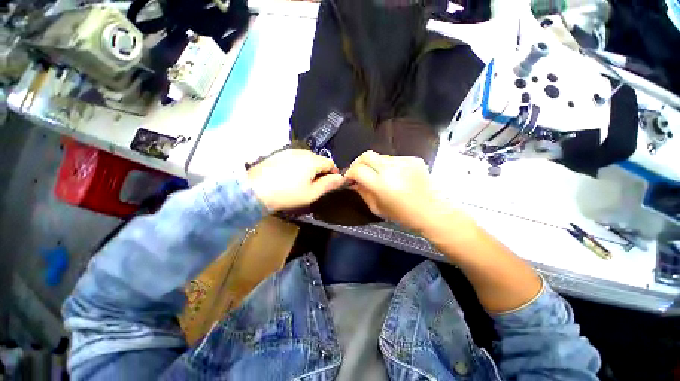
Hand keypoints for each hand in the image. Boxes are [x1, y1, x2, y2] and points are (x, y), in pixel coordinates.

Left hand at [247, 149, 344, 211]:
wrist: (254, 190)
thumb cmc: (287, 194)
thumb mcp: (311, 193)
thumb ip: (328, 184)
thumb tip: (341, 178)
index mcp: (313, 160)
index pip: (330, 163)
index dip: (333, 173)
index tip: (330, 183)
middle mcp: (303, 152)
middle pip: (318, 159)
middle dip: (321, 170)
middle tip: (316, 185)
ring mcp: (289, 151)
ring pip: (307, 158)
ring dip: (310, 168)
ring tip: (303, 181)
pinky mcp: (279, 154)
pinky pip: (295, 158)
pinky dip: (298, 166)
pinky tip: (290, 176)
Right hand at [345, 151, 454, 231]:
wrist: (433, 212)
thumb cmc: (403, 216)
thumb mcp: (377, 208)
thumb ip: (363, 193)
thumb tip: (354, 182)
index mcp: (381, 184)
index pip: (358, 169)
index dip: (350, 173)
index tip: (350, 178)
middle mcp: (391, 169)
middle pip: (367, 155)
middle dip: (358, 162)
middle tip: (359, 172)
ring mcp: (404, 161)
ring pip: (380, 156)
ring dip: (375, 165)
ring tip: (379, 175)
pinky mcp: (414, 159)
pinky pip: (394, 159)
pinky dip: (389, 166)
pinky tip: (395, 176)